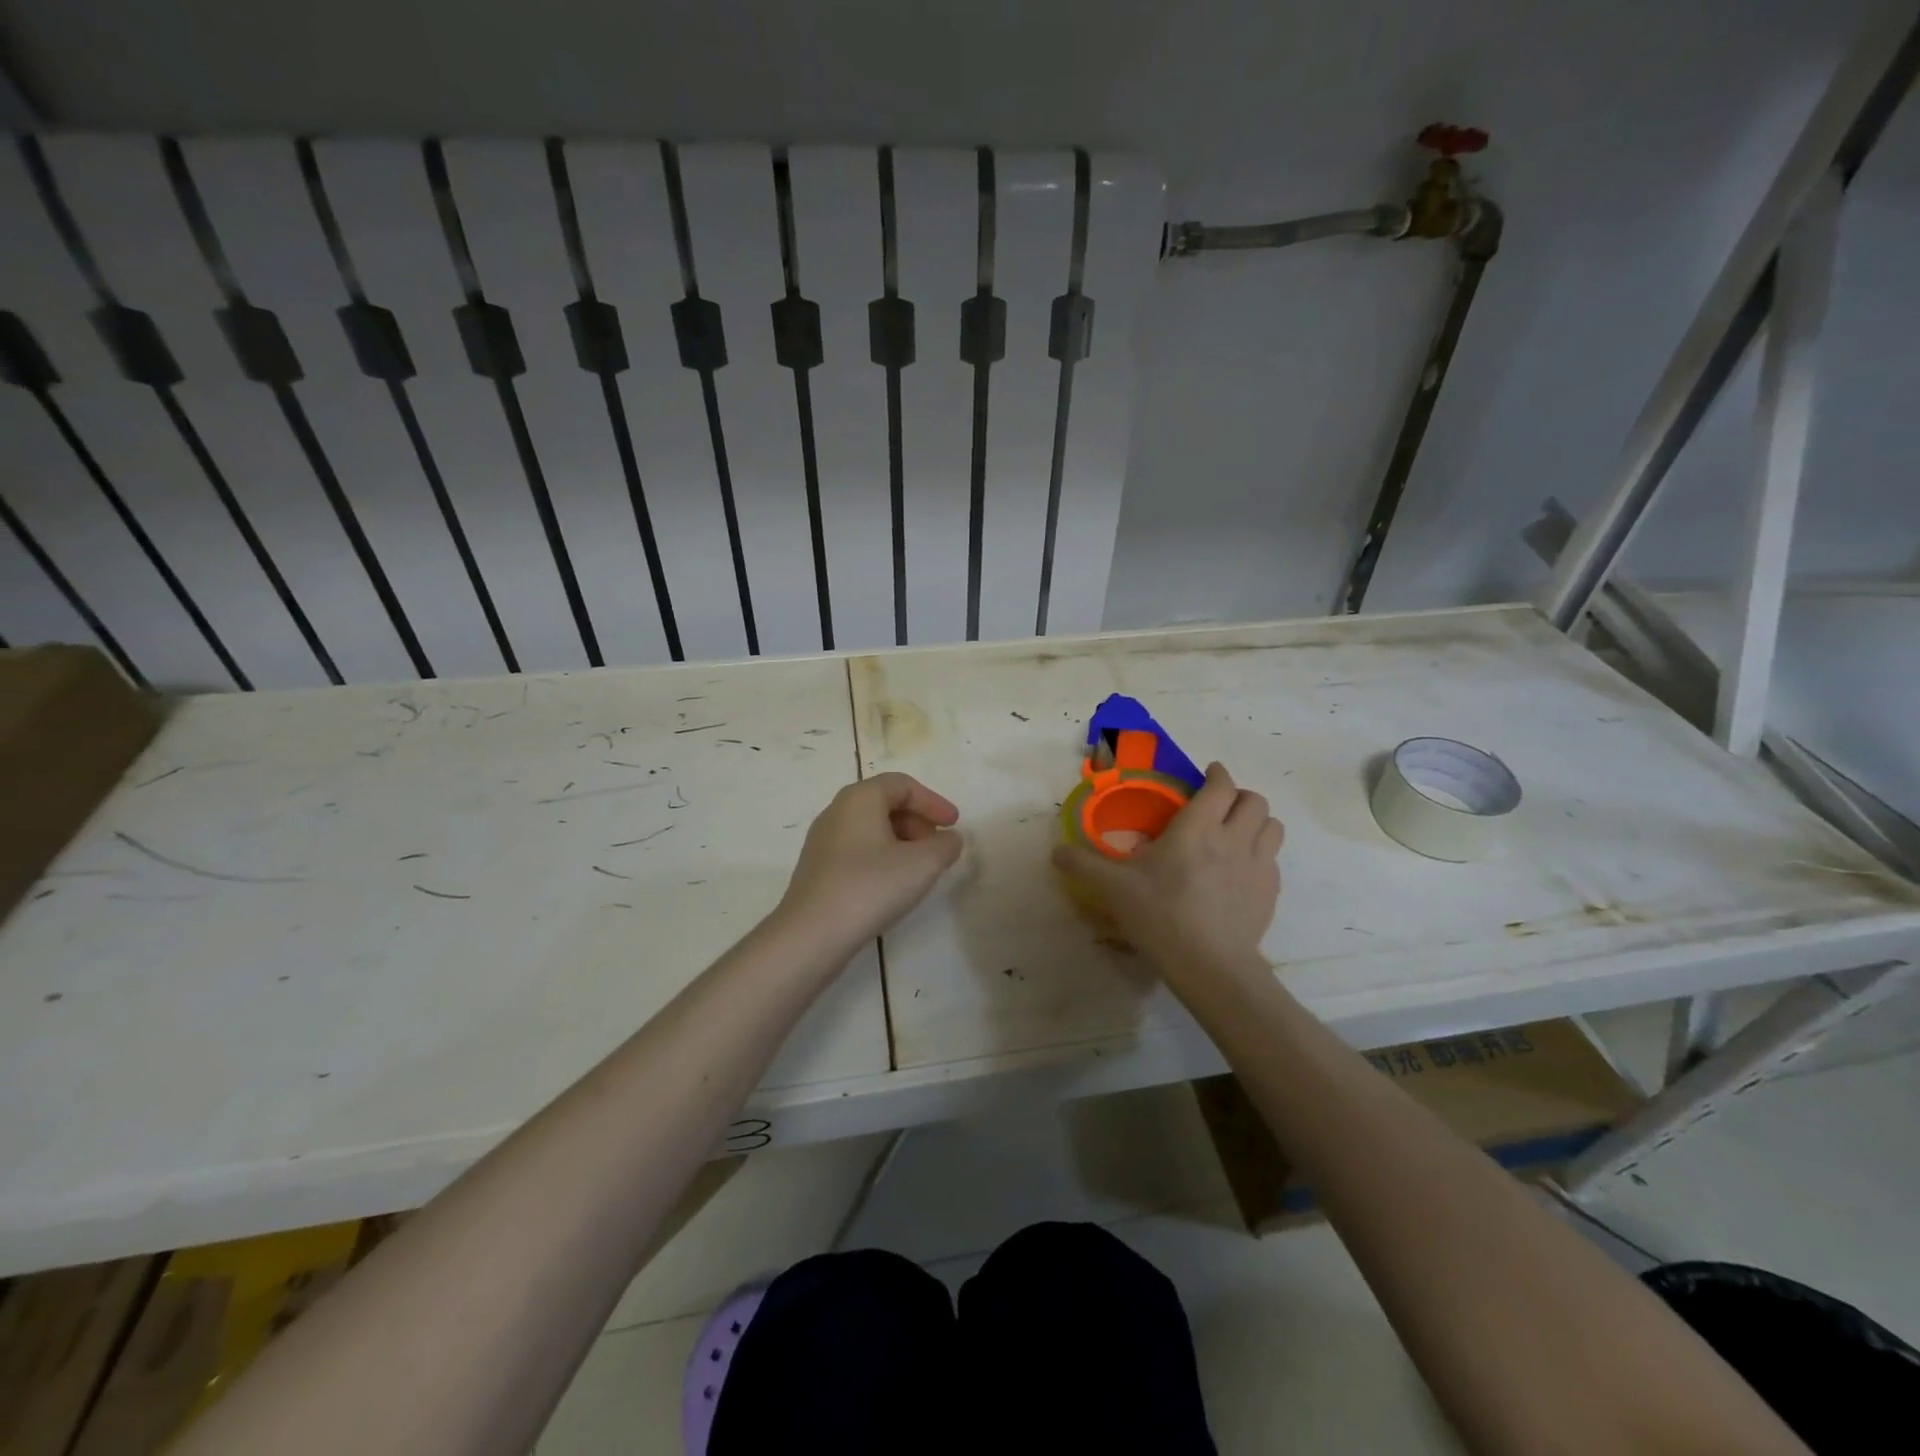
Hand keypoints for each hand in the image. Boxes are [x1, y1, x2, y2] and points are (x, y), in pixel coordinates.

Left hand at [776, 772, 963, 960]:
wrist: (812, 934)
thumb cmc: (870, 887)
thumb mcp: (922, 864)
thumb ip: (945, 845)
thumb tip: (950, 839)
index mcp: (859, 798)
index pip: (902, 784)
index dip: (933, 801)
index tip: (954, 824)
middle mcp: (837, 811)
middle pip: (885, 803)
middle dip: (918, 821)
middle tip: (938, 846)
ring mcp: (823, 841)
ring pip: (871, 828)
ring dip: (902, 841)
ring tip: (920, 868)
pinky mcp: (818, 868)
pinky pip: (857, 849)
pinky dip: (882, 856)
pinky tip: (893, 884)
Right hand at [1052, 762, 1283, 983]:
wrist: (1209, 966)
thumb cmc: (1160, 916)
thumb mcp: (1113, 889)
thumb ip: (1083, 866)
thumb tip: (1055, 852)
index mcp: (1197, 828)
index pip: (1221, 785)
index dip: (1217, 774)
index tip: (1208, 774)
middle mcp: (1233, 838)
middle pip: (1255, 800)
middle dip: (1239, 796)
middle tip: (1219, 805)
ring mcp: (1258, 866)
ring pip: (1273, 826)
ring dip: (1256, 821)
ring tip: (1236, 832)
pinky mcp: (1270, 893)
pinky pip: (1273, 859)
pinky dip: (1261, 855)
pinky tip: (1241, 871)